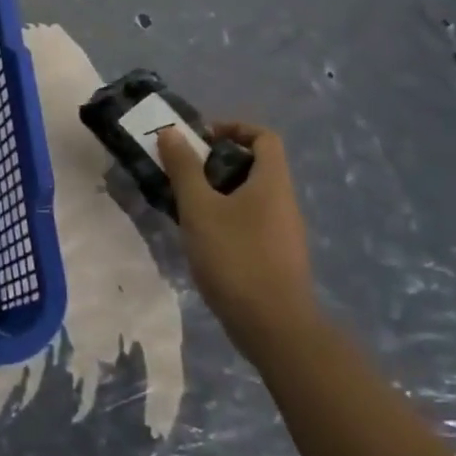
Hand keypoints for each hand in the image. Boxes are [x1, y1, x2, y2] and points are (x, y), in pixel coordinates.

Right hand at [158, 121, 316, 339]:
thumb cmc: (235, 257)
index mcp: (272, 182)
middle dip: (218, 162)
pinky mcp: (277, 256)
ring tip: (185, 205)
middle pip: (256, 165)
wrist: (273, 326)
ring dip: (219, 192)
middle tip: (184, 172)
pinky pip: (251, 221)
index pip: (263, 136)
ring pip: (251, 196)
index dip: (234, 128)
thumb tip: (171, 132)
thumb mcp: (199, 208)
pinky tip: (202, 238)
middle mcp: (284, 201)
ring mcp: (284, 232)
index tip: (201, 139)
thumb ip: (184, 168)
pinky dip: (227, 217)